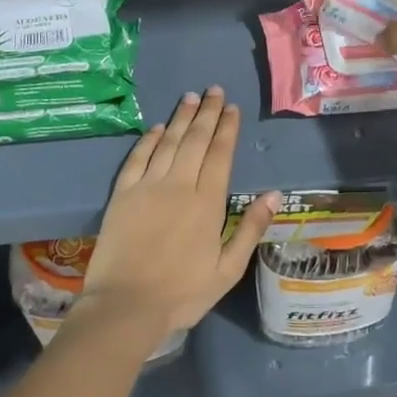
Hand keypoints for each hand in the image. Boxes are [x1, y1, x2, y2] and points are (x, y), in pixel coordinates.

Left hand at [75, 88, 279, 335]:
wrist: (125, 307)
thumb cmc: (182, 293)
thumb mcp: (227, 270)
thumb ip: (251, 229)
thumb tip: (274, 194)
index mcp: (208, 203)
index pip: (220, 154)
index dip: (227, 128)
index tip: (232, 108)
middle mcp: (179, 185)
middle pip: (195, 140)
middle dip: (208, 113)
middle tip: (214, 90)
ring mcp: (148, 187)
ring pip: (168, 142)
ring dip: (181, 118)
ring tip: (191, 97)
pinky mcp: (122, 195)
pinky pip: (137, 158)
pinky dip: (148, 140)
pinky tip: (156, 127)